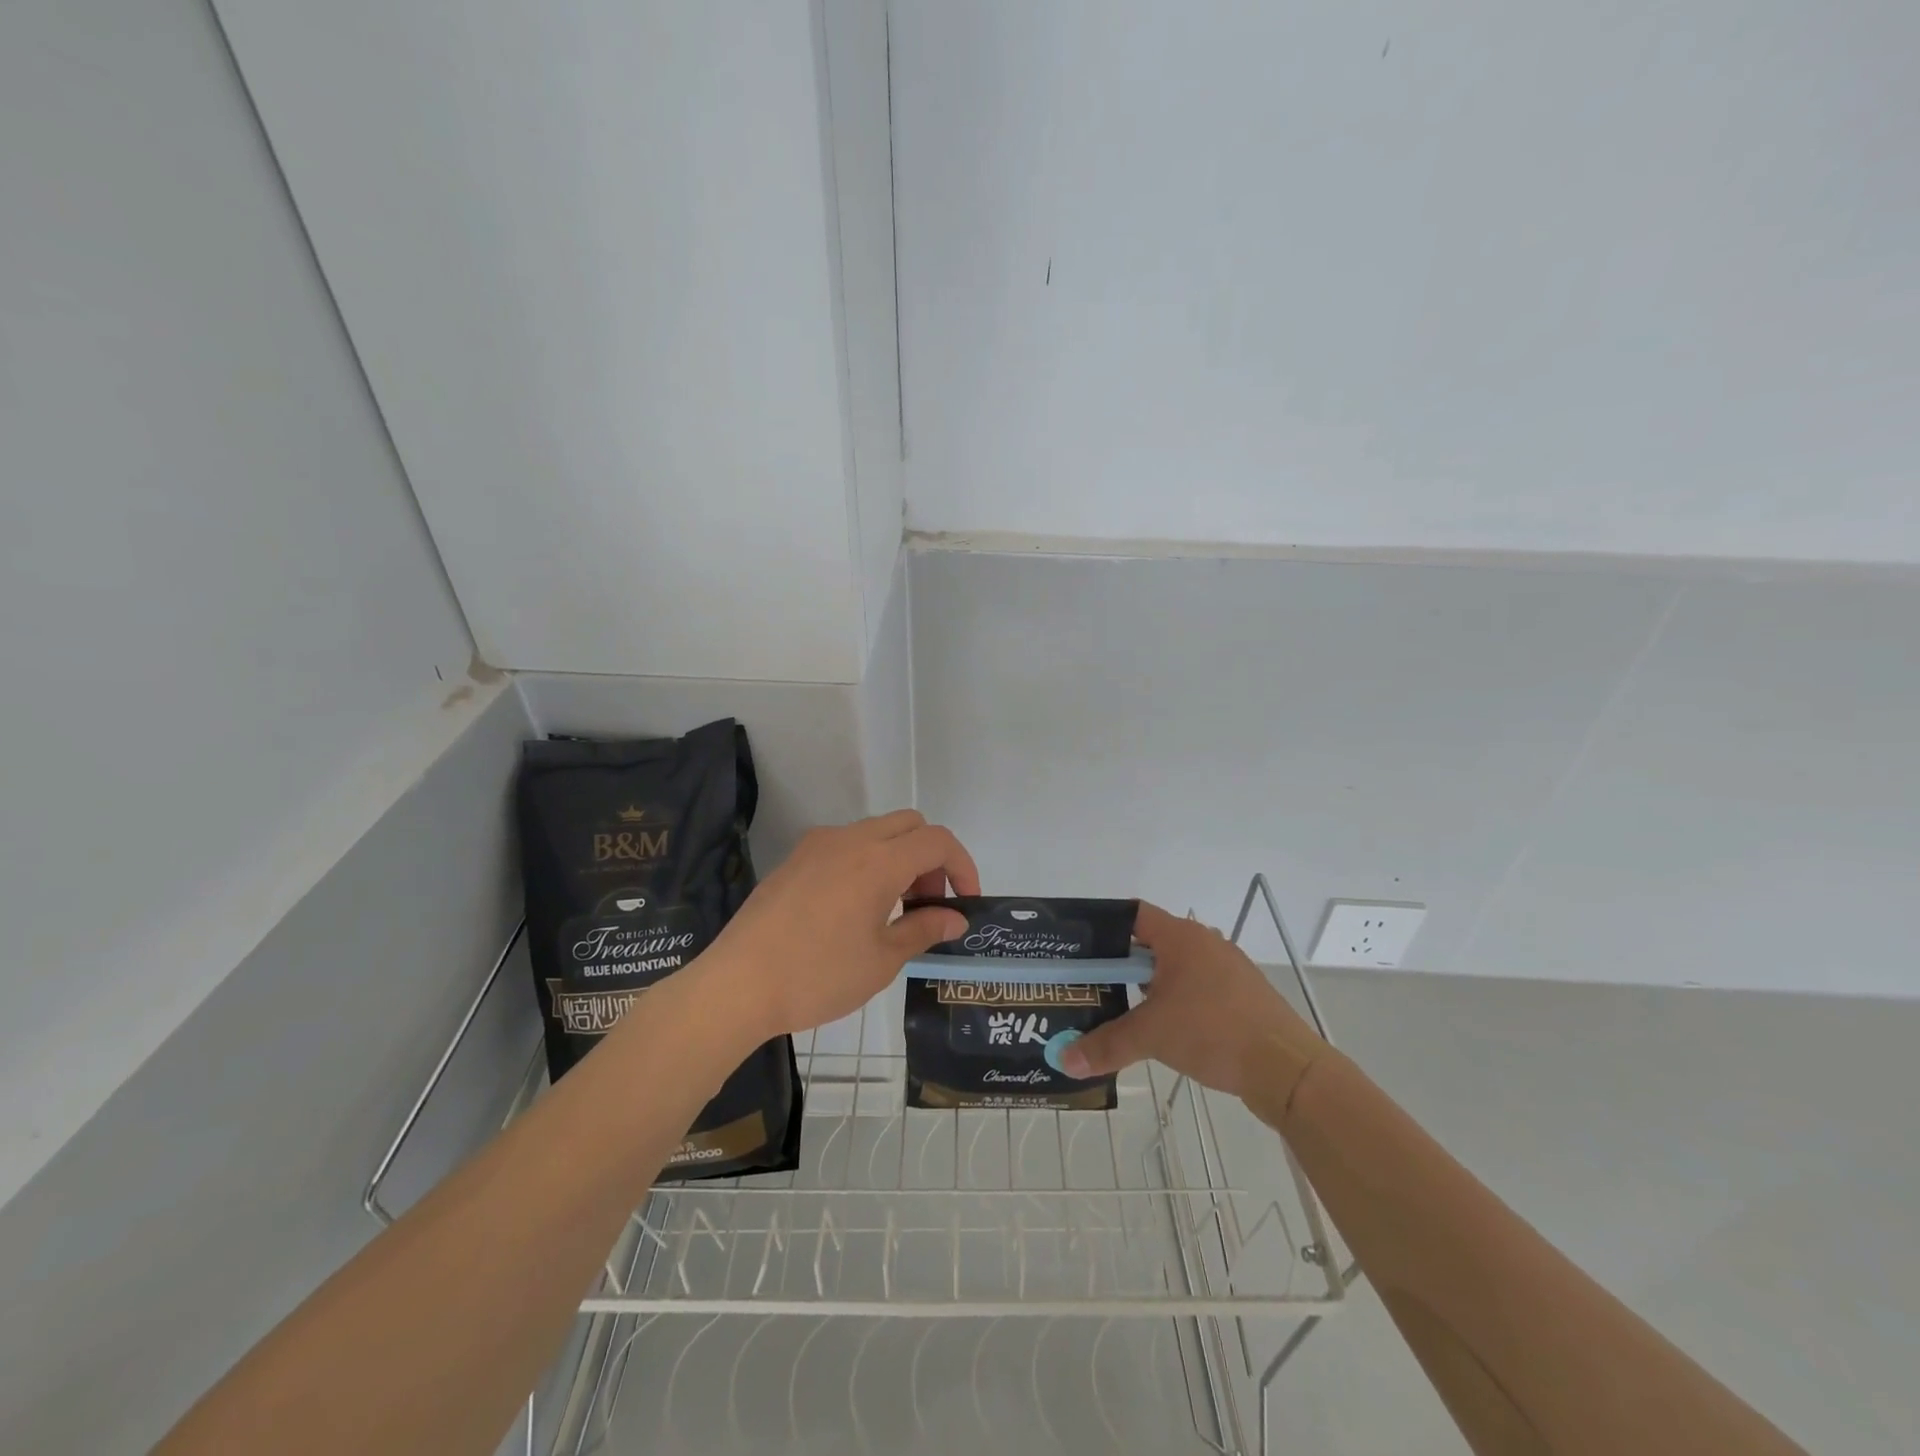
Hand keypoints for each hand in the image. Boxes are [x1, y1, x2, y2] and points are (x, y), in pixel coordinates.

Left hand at [704, 810, 979, 1039]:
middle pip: (910, 825)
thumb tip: (956, 919)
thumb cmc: (817, 976)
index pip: (937, 841)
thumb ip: (924, 930)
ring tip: (893, 911)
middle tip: (927, 906)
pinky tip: (854, 909)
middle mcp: (850, 839)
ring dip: (899, 858)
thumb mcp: (882, 960)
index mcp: (878, 860)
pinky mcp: (795, 859)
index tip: (964, 903)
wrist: (737, 984)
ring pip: (877, 831)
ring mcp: (817, 845)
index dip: (962, 866)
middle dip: (931, 859)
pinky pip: (846, 845)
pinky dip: (868, 862)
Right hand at [1059, 901, 1321, 1096]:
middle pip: (1150, 943)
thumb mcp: (1151, 1036)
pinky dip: (1175, 1002)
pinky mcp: (1241, 996)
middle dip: (1120, 965)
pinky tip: (1163, 1029)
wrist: (1288, 1069)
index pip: (1131, 915)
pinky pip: (1197, 989)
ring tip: (1120, 1010)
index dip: (1103, 928)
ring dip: (1148, 986)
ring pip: (1175, 969)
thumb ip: (1106, 1045)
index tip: (1079, 950)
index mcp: (1181, 937)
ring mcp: (1227, 969)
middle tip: (1091, 985)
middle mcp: (1204, 943)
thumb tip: (1064, 1061)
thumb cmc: (1214, 1032)